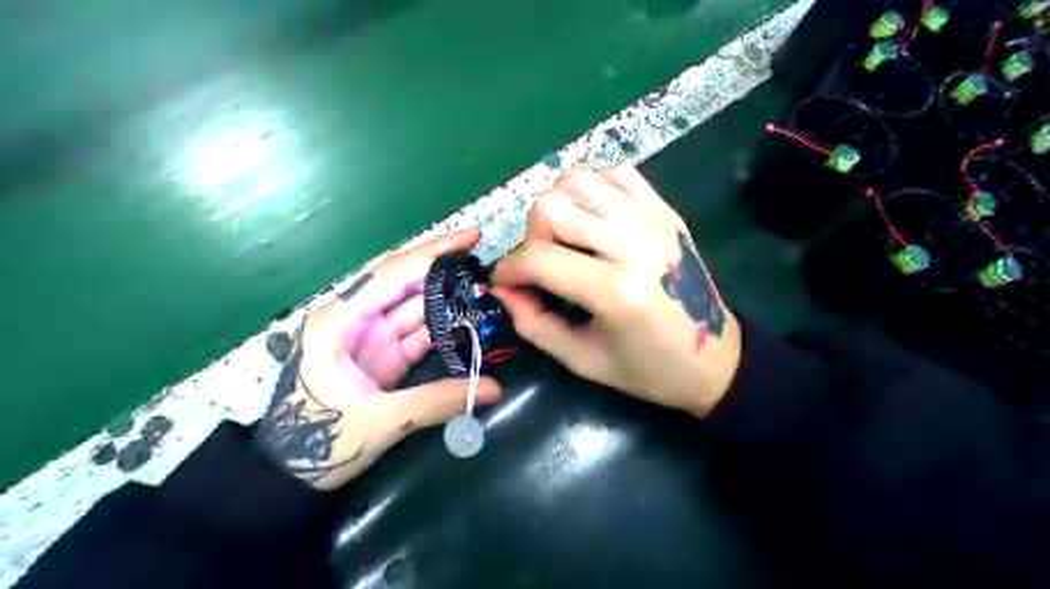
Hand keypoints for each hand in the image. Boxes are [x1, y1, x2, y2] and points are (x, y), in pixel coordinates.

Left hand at [253, 229, 498, 489]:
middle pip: (406, 283)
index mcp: (341, 320)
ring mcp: (371, 337)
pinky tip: (469, 321)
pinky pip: (418, 332)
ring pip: (415, 306)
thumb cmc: (319, 441)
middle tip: (486, 262)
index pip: (393, 273)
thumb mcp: (380, 421)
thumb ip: (438, 401)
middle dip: (445, 269)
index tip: (472, 237)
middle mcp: (356, 318)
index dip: (434, 253)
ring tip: (486, 290)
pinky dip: (444, 327)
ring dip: (449, 298)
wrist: (289, 475)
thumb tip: (495, 388)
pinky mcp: (383, 356)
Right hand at [491, 165, 736, 417]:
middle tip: (540, 264)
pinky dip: (590, 189)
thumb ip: (534, 324)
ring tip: (565, 240)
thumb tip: (503, 290)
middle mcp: (634, 242)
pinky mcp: (664, 208)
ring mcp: (652, 218)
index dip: (508, 270)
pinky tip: (591, 220)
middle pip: (552, 206)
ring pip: (577, 180)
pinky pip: (612, 172)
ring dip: (557, 208)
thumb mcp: (584, 361)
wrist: (716, 356)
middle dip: (530, 236)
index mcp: (617, 290)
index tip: (504, 284)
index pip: (539, 258)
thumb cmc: (650, 369)